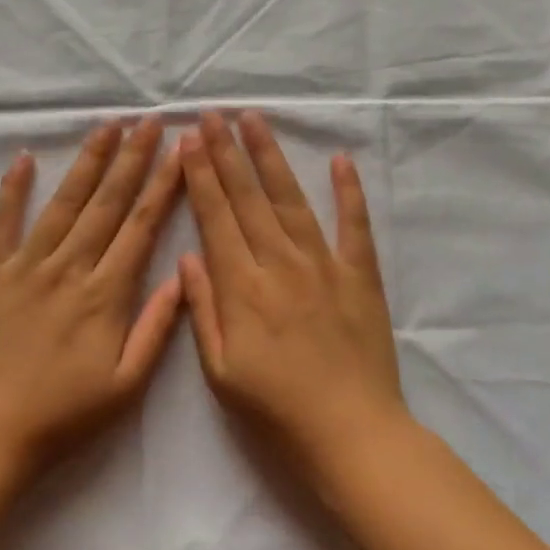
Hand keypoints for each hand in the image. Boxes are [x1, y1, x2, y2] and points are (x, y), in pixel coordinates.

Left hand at [0, 118, 183, 478]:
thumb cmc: (64, 415)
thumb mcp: (126, 385)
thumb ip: (156, 328)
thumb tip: (183, 274)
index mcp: (106, 294)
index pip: (141, 225)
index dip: (163, 184)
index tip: (179, 150)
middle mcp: (69, 268)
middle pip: (107, 202)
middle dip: (132, 158)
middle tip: (148, 120)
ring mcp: (26, 265)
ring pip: (63, 202)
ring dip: (87, 161)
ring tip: (106, 125)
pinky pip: (2, 222)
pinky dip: (12, 189)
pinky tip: (23, 157)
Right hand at [179, 110, 406, 487]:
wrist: (352, 435)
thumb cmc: (277, 411)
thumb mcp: (221, 372)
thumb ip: (203, 310)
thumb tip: (188, 256)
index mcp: (243, 288)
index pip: (216, 218)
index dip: (201, 176)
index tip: (190, 139)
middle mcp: (280, 264)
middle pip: (248, 198)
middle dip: (227, 153)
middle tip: (213, 114)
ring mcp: (324, 266)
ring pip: (292, 200)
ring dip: (271, 157)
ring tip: (255, 121)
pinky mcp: (361, 276)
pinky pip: (355, 226)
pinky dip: (349, 191)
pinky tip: (340, 160)